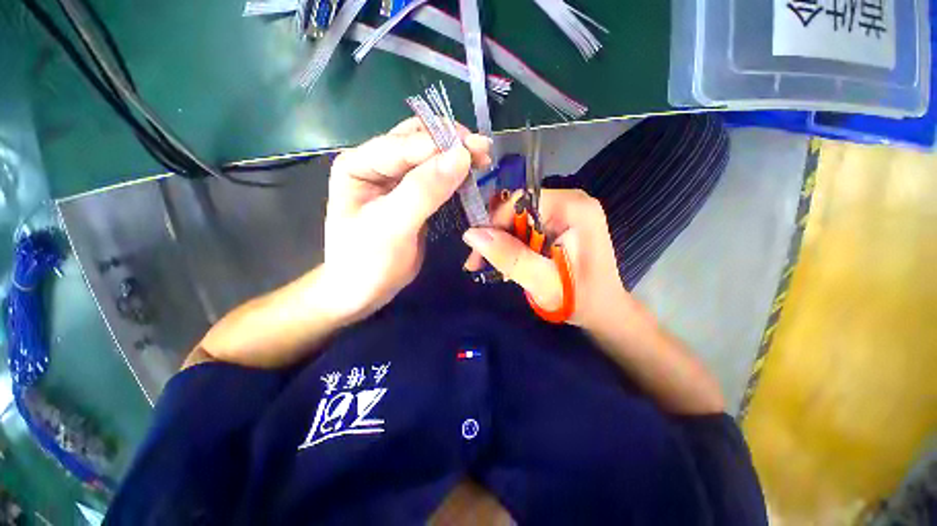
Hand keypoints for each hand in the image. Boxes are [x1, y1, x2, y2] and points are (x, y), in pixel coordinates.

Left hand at [322, 118, 491, 321]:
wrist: (364, 290)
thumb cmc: (368, 262)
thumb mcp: (392, 226)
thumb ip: (423, 191)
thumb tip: (461, 156)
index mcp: (359, 164)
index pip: (403, 144)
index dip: (439, 145)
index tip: (474, 152)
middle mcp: (377, 165)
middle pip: (417, 141)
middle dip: (451, 143)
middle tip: (484, 150)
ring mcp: (396, 181)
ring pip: (430, 157)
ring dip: (457, 156)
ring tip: (484, 159)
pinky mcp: (413, 197)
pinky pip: (437, 178)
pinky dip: (455, 175)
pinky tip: (472, 174)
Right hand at [463, 189, 632, 331]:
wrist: (603, 311)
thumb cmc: (580, 299)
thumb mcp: (542, 282)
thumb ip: (509, 256)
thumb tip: (471, 234)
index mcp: (574, 208)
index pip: (519, 201)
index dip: (495, 224)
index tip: (479, 253)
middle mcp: (571, 201)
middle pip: (518, 208)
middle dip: (496, 236)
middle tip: (479, 263)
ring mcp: (566, 210)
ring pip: (519, 219)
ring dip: (503, 242)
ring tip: (495, 267)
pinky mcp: (561, 222)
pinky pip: (527, 226)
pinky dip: (514, 244)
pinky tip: (509, 262)